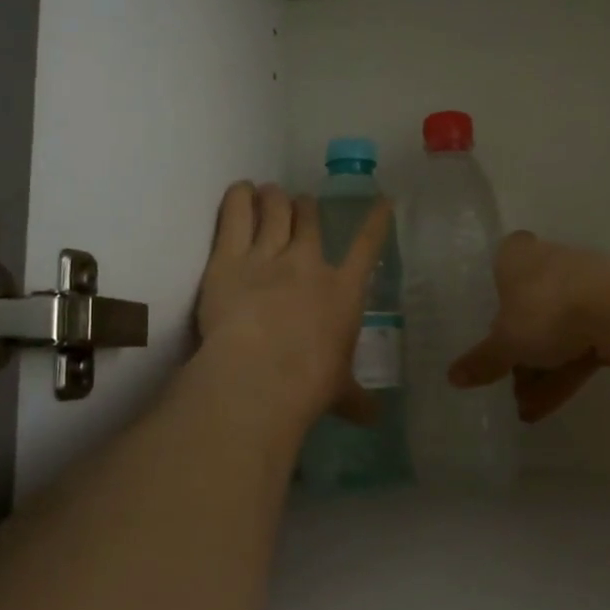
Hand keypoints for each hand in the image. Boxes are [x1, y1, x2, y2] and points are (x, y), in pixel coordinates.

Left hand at [198, 182, 390, 428]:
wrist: (260, 376)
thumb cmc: (310, 385)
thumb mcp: (340, 392)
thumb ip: (356, 399)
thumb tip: (374, 419)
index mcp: (343, 291)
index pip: (367, 247)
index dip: (376, 221)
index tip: (382, 201)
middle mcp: (308, 264)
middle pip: (309, 219)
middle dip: (306, 207)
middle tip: (300, 204)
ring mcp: (267, 256)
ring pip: (274, 210)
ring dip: (273, 198)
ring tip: (269, 192)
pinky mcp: (227, 259)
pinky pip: (234, 216)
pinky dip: (238, 198)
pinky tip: (239, 190)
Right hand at [447, 233, 609, 423]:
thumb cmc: (546, 308)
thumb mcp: (506, 341)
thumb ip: (483, 360)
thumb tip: (453, 377)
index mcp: (517, 257)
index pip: (499, 266)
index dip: (494, 296)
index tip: (488, 325)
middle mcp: (549, 265)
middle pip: (526, 310)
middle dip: (517, 352)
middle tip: (503, 382)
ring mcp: (582, 291)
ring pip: (553, 334)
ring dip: (538, 372)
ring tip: (523, 410)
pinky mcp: (607, 317)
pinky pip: (576, 348)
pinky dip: (561, 376)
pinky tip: (543, 409)